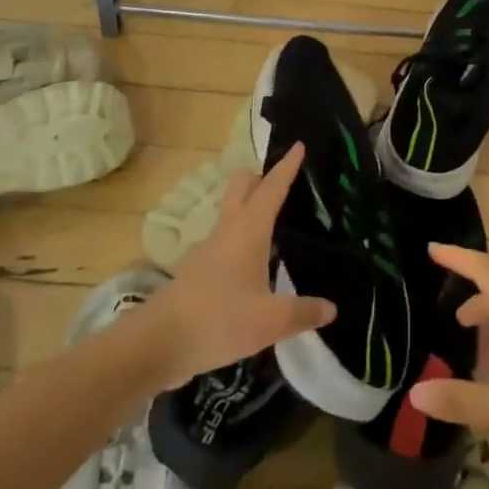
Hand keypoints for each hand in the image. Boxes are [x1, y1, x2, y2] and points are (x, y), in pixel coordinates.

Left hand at [138, 143, 335, 387]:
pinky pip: (225, 243)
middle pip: (241, 188)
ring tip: (274, 222)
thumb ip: (303, 312)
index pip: (272, 189)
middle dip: (260, 177)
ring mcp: (208, 251)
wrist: (157, 343)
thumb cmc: (218, 319)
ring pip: (231, 215)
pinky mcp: (198, 273)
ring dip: (249, 209)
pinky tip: (254, 264)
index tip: (298, 144)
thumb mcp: (271, 320)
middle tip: (284, 180)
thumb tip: (331, 308)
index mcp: (248, 231)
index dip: (287, 167)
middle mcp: (227, 232)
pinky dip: (241, 240)